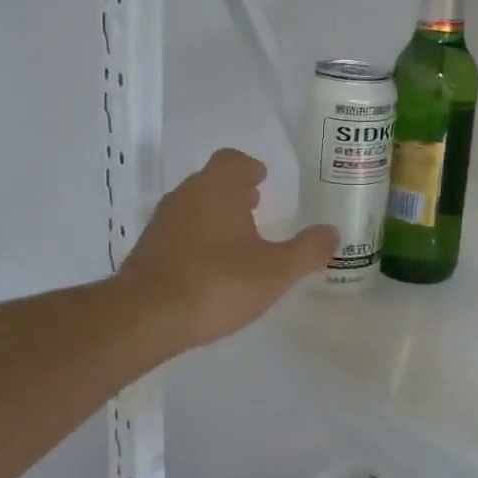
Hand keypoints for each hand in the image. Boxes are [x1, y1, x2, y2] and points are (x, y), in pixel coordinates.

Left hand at [115, 148, 336, 356]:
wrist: (145, 317)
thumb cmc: (218, 283)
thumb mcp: (276, 271)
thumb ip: (308, 250)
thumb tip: (332, 232)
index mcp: (217, 189)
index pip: (232, 160)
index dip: (249, 167)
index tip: (263, 180)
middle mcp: (186, 196)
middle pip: (211, 181)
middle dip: (234, 192)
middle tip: (256, 207)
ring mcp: (161, 223)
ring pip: (192, 207)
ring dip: (214, 216)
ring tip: (237, 240)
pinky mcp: (146, 250)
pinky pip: (177, 233)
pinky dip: (195, 239)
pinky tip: (209, 268)